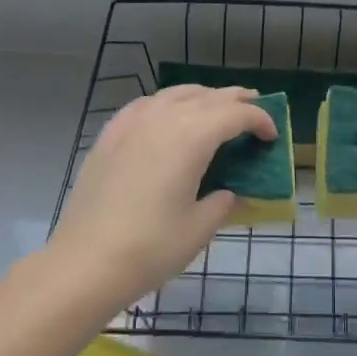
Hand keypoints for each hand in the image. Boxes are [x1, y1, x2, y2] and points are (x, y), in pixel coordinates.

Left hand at [48, 85, 276, 309]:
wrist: (84, 263)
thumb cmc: (150, 247)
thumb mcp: (199, 228)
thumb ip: (223, 202)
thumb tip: (229, 192)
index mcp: (192, 135)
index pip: (237, 114)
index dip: (260, 120)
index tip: (272, 136)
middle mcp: (164, 116)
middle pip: (209, 96)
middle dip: (237, 100)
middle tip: (256, 107)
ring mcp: (133, 121)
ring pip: (177, 93)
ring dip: (203, 97)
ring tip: (217, 108)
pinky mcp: (111, 133)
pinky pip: (147, 104)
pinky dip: (168, 103)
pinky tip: (169, 116)